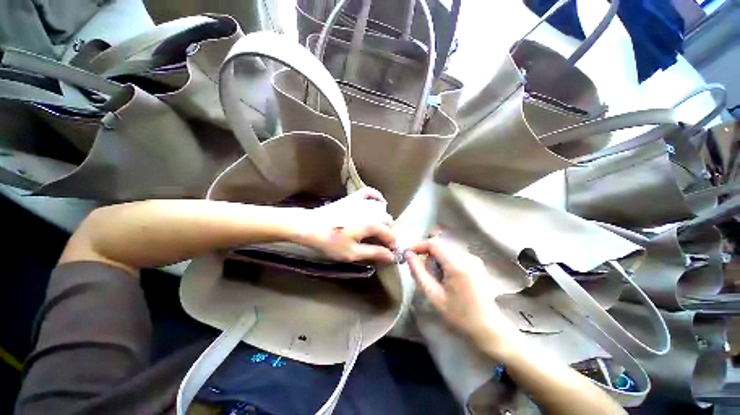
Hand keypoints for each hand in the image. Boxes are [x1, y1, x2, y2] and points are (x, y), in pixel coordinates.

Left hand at [297, 187, 396, 262]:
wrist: (310, 226)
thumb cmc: (331, 242)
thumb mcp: (353, 253)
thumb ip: (374, 253)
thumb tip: (392, 256)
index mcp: (373, 224)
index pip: (390, 234)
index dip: (392, 245)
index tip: (390, 254)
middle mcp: (372, 210)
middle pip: (388, 221)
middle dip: (388, 232)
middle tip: (381, 243)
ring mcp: (362, 202)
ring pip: (382, 209)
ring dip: (383, 219)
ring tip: (377, 229)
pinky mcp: (354, 198)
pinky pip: (370, 193)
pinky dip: (376, 197)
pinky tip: (378, 203)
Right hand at [406, 238, 523, 352]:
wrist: (488, 326)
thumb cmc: (459, 314)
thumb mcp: (433, 296)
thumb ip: (418, 272)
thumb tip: (408, 254)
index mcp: (457, 265)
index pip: (434, 243)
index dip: (419, 245)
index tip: (408, 254)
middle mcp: (467, 256)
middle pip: (440, 244)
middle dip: (428, 254)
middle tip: (424, 272)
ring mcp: (473, 258)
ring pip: (446, 248)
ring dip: (436, 258)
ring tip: (437, 277)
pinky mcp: (476, 261)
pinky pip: (454, 253)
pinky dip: (445, 260)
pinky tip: (447, 277)